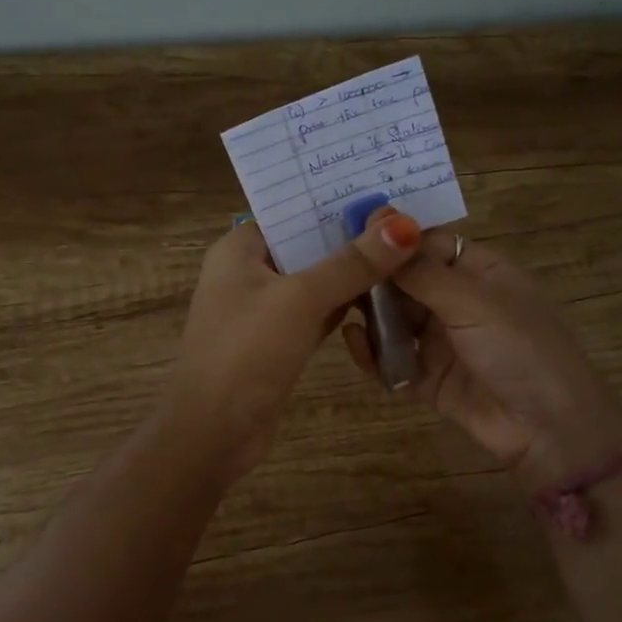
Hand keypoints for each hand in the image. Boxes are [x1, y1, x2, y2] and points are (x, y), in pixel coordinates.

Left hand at [168, 210, 422, 476]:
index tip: (384, 189)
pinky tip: (385, 296)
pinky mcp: (280, 341)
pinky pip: (318, 312)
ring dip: (352, 272)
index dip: (334, 200)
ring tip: (406, 250)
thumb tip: (404, 225)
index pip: (291, 210)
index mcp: (239, 248)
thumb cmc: (246, 352)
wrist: (214, 433)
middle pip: (307, 244)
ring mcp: (264, 309)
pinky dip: (345, 305)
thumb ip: (352, 263)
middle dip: (351, 235)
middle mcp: (249, 272)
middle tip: (407, 218)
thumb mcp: (300, 299)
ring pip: (316, 279)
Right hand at [343, 232, 621, 489]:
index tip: (352, 238)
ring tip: (338, 307)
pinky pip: (393, 360)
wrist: (549, 429)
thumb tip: (382, 225)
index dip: (394, 240)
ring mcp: (444, 342)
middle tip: (334, 275)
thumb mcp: (473, 301)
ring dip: (370, 316)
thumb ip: (422, 272)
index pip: (429, 245)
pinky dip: (373, 353)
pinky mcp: (430, 379)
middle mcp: (460, 302)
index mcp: (481, 272)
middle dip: (374, 279)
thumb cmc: (520, 348)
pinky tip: (353, 342)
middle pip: (407, 282)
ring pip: (395, 320)